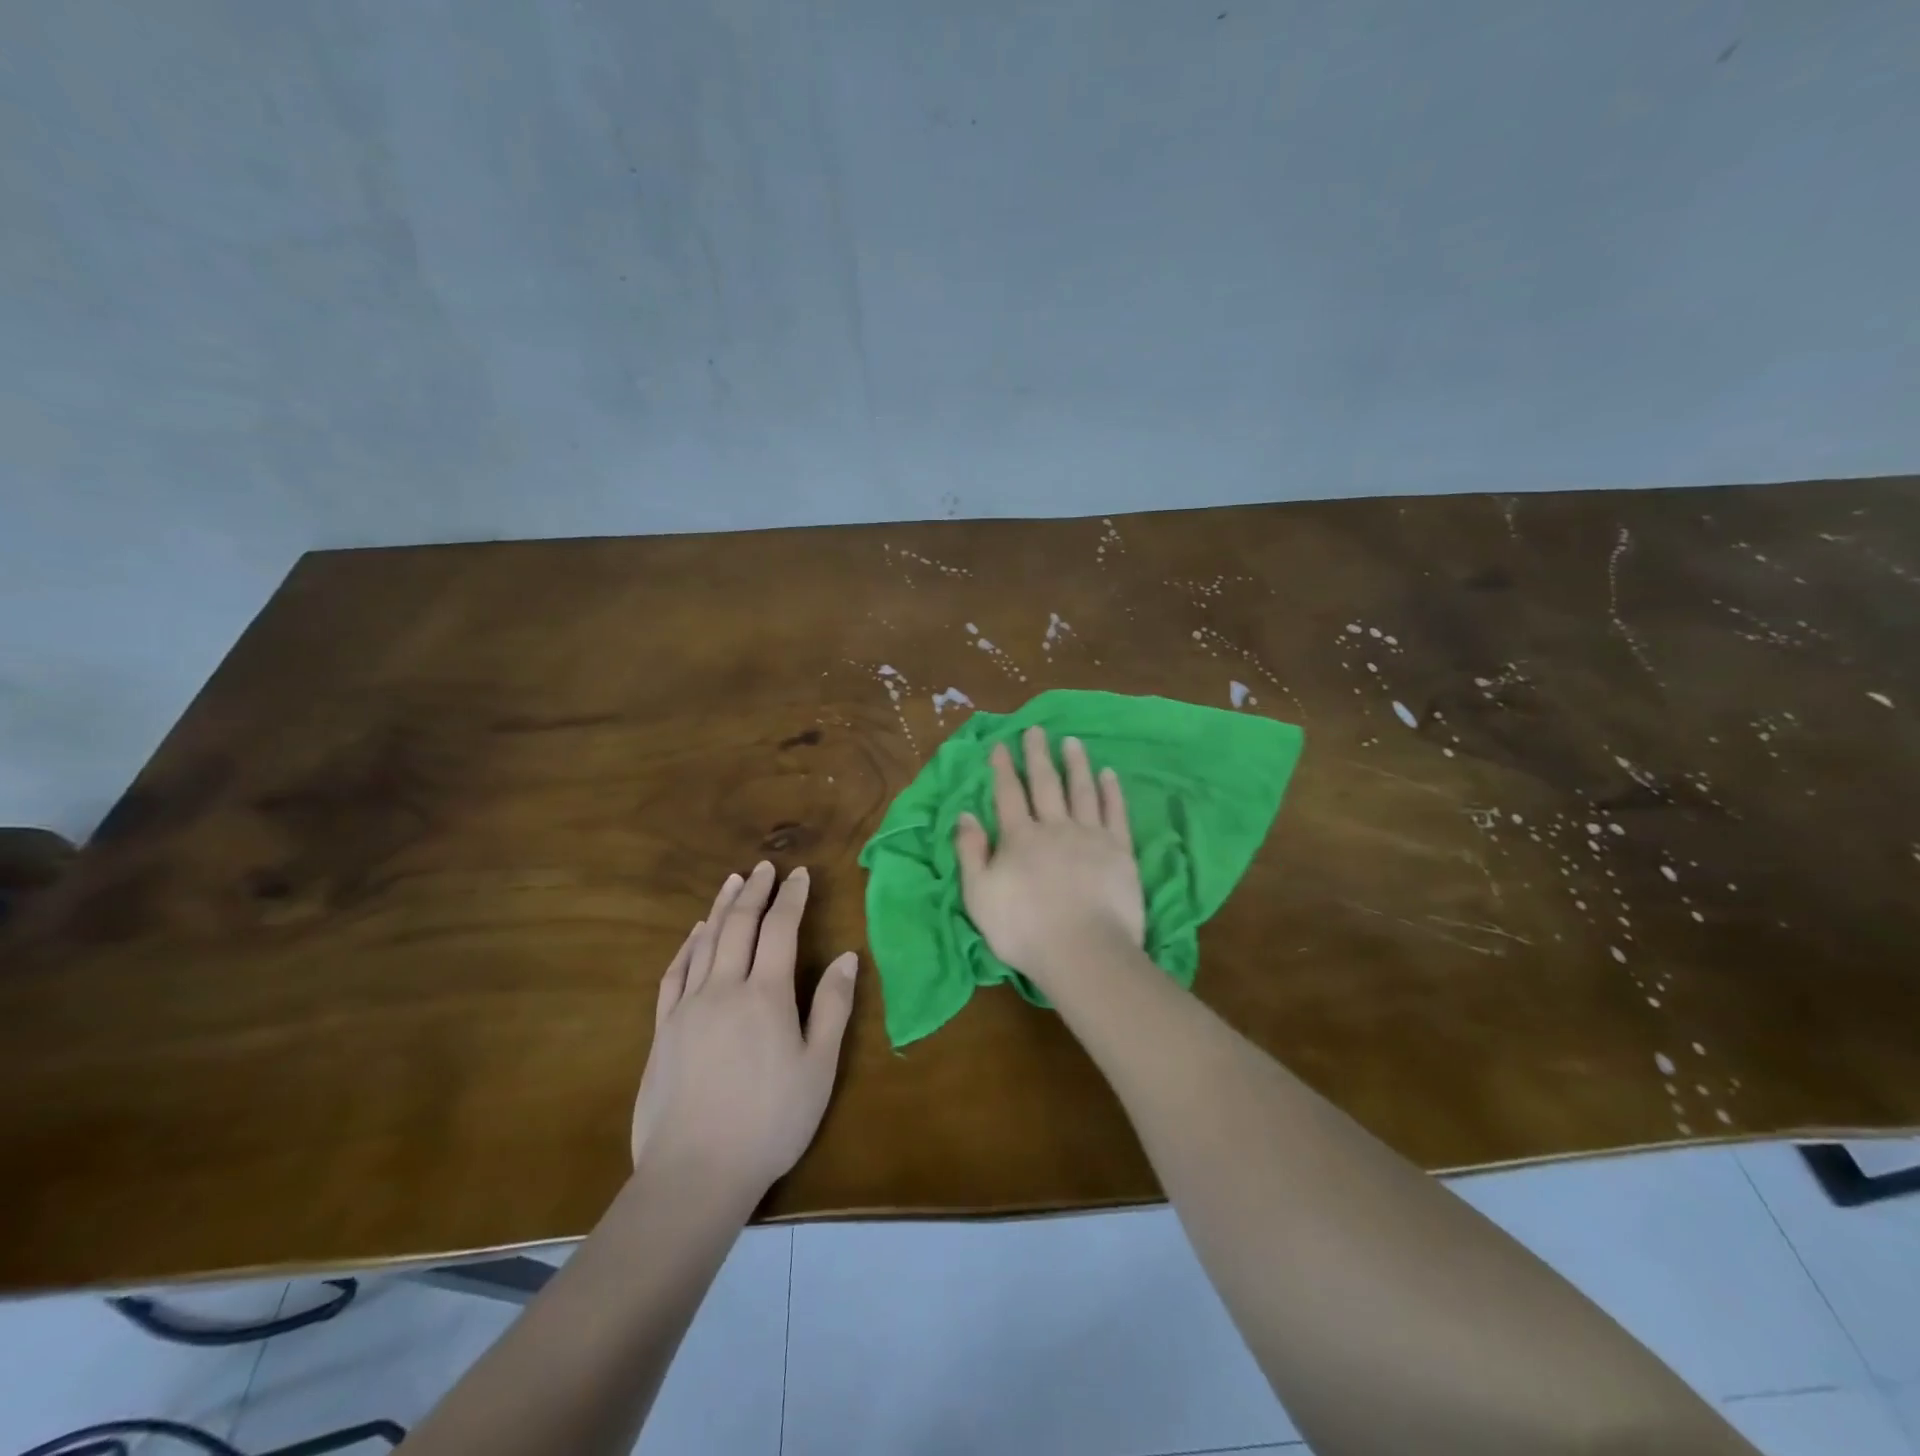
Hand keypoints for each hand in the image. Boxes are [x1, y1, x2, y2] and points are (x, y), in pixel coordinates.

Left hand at [630, 862, 857, 1200]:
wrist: (694, 1173)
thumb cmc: (770, 1121)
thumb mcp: (818, 1067)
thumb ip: (833, 1007)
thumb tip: (846, 956)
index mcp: (766, 994)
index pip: (780, 929)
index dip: (791, 897)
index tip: (800, 874)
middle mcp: (724, 987)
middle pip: (739, 925)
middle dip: (755, 891)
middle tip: (764, 867)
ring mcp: (688, 1007)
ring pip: (706, 942)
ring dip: (722, 908)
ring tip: (733, 882)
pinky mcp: (664, 1029)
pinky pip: (675, 973)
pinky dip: (688, 945)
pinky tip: (695, 934)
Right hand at [954, 727, 1145, 994]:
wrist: (1083, 951)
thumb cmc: (1023, 929)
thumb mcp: (979, 894)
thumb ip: (970, 852)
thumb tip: (965, 815)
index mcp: (1019, 837)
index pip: (1008, 794)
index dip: (1003, 768)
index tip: (1001, 745)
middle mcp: (1054, 827)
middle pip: (1045, 783)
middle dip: (1038, 755)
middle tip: (1036, 729)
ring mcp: (1090, 836)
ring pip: (1081, 790)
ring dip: (1076, 764)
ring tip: (1072, 742)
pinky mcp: (1120, 850)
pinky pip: (1115, 812)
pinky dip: (1112, 791)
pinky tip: (1109, 774)